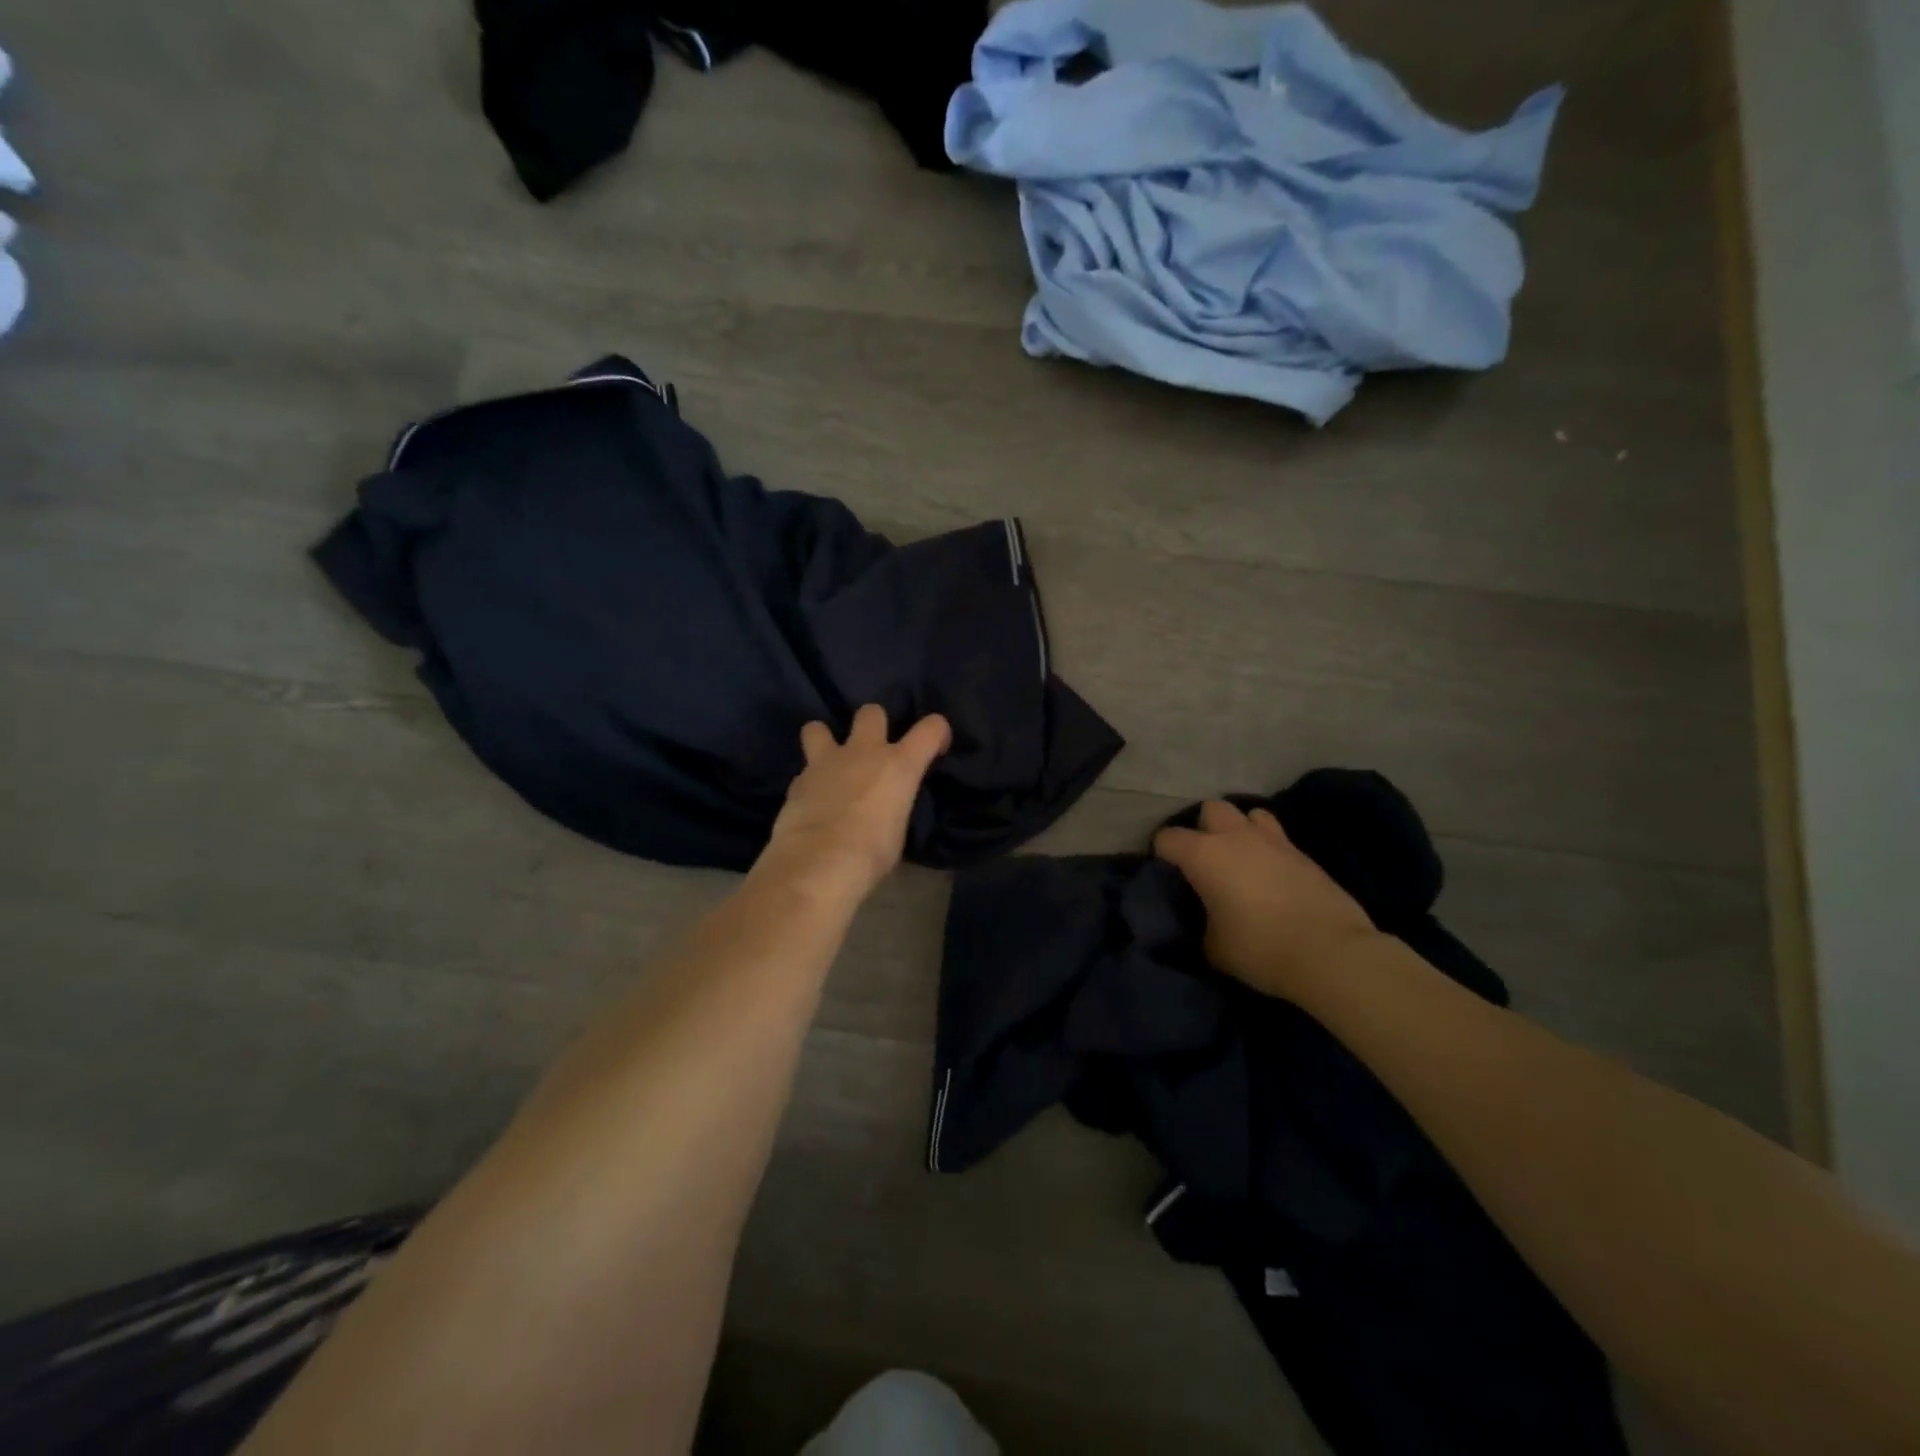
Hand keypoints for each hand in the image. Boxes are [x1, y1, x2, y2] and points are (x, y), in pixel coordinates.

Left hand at [756, 705, 951, 903]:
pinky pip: (804, 770)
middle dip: (874, 724)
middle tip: (874, 750)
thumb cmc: (871, 854)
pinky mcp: (798, 780)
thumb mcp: (897, 832)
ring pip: (819, 727)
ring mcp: (826, 762)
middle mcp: (864, 752)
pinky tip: (812, 801)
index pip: (931, 728)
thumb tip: (883, 810)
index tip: (935, 748)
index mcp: (899, 765)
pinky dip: (809, 781)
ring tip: (829, 763)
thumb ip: (893, 807)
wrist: (818, 864)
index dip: (937, 733)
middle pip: (871, 712)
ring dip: (825, 740)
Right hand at [1153, 800, 1379, 998]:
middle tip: (1206, 861)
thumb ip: (1201, 923)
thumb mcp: (1212, 946)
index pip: (1167, 838)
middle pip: (1212, 808)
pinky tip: (1272, 876)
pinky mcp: (1305, 855)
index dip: (1161, 854)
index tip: (1166, 875)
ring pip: (1251, 814)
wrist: (1331, 954)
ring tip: (1243, 859)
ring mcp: (1275, 842)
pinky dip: (1270, 851)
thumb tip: (1206, 920)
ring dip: (1242, 830)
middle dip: (1205, 828)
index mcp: (1204, 855)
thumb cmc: (1259, 948)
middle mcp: (1236, 837)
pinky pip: (1279, 839)